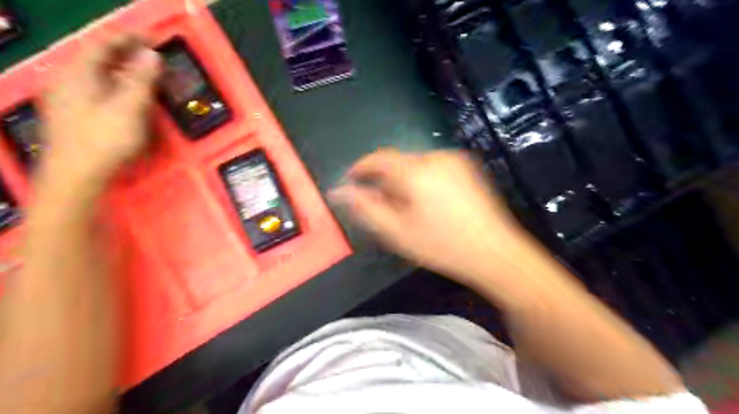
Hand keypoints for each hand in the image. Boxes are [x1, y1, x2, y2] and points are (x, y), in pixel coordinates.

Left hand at [38, 36, 159, 190]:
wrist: (76, 175)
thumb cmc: (106, 140)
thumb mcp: (129, 108)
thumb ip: (141, 80)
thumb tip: (152, 54)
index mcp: (79, 74)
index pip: (103, 45)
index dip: (127, 38)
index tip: (150, 35)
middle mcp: (68, 80)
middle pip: (96, 58)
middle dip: (123, 53)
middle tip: (148, 53)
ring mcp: (66, 98)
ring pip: (94, 74)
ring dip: (119, 69)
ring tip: (140, 71)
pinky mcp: (71, 114)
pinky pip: (93, 88)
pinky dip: (112, 84)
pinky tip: (122, 94)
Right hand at [329, 148, 524, 280]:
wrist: (495, 252)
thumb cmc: (442, 246)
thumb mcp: (397, 232)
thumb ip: (365, 208)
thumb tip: (339, 191)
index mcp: (416, 172)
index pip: (378, 159)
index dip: (360, 168)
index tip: (350, 180)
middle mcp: (435, 157)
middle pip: (398, 162)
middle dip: (385, 180)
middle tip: (382, 205)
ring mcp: (454, 160)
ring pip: (416, 164)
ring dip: (404, 180)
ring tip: (407, 208)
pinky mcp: (467, 167)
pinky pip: (433, 167)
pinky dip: (422, 179)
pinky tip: (429, 202)